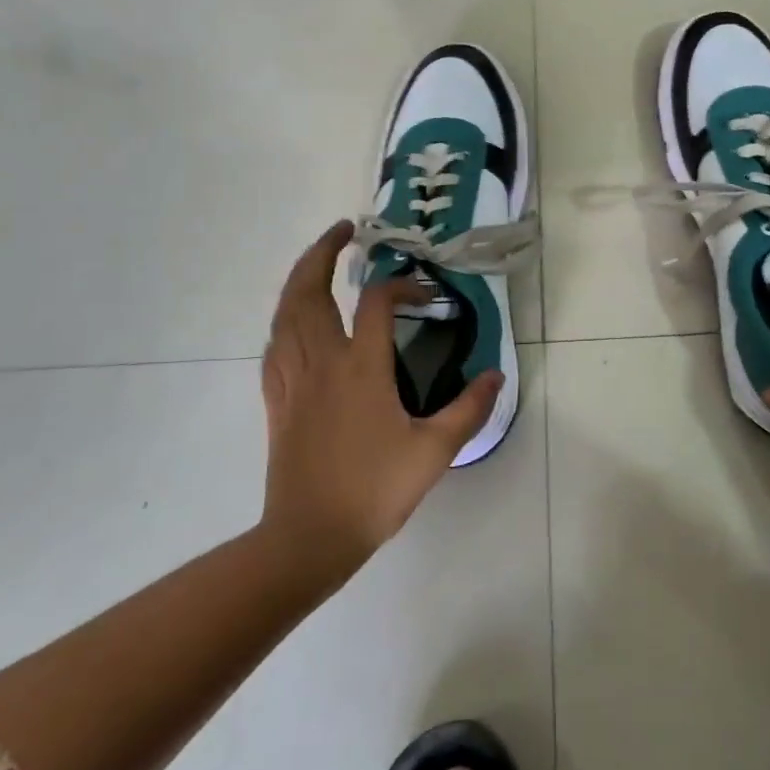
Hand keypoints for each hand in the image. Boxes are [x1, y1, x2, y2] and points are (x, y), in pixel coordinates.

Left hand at [260, 221, 502, 577]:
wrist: (309, 538)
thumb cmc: (373, 490)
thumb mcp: (435, 451)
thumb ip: (469, 409)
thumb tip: (495, 374)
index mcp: (361, 367)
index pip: (377, 301)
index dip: (401, 285)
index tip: (423, 294)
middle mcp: (322, 361)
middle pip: (309, 291)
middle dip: (322, 253)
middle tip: (342, 231)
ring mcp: (293, 380)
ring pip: (284, 314)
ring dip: (298, 280)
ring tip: (316, 265)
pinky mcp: (277, 401)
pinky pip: (274, 348)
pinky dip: (284, 322)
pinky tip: (293, 324)